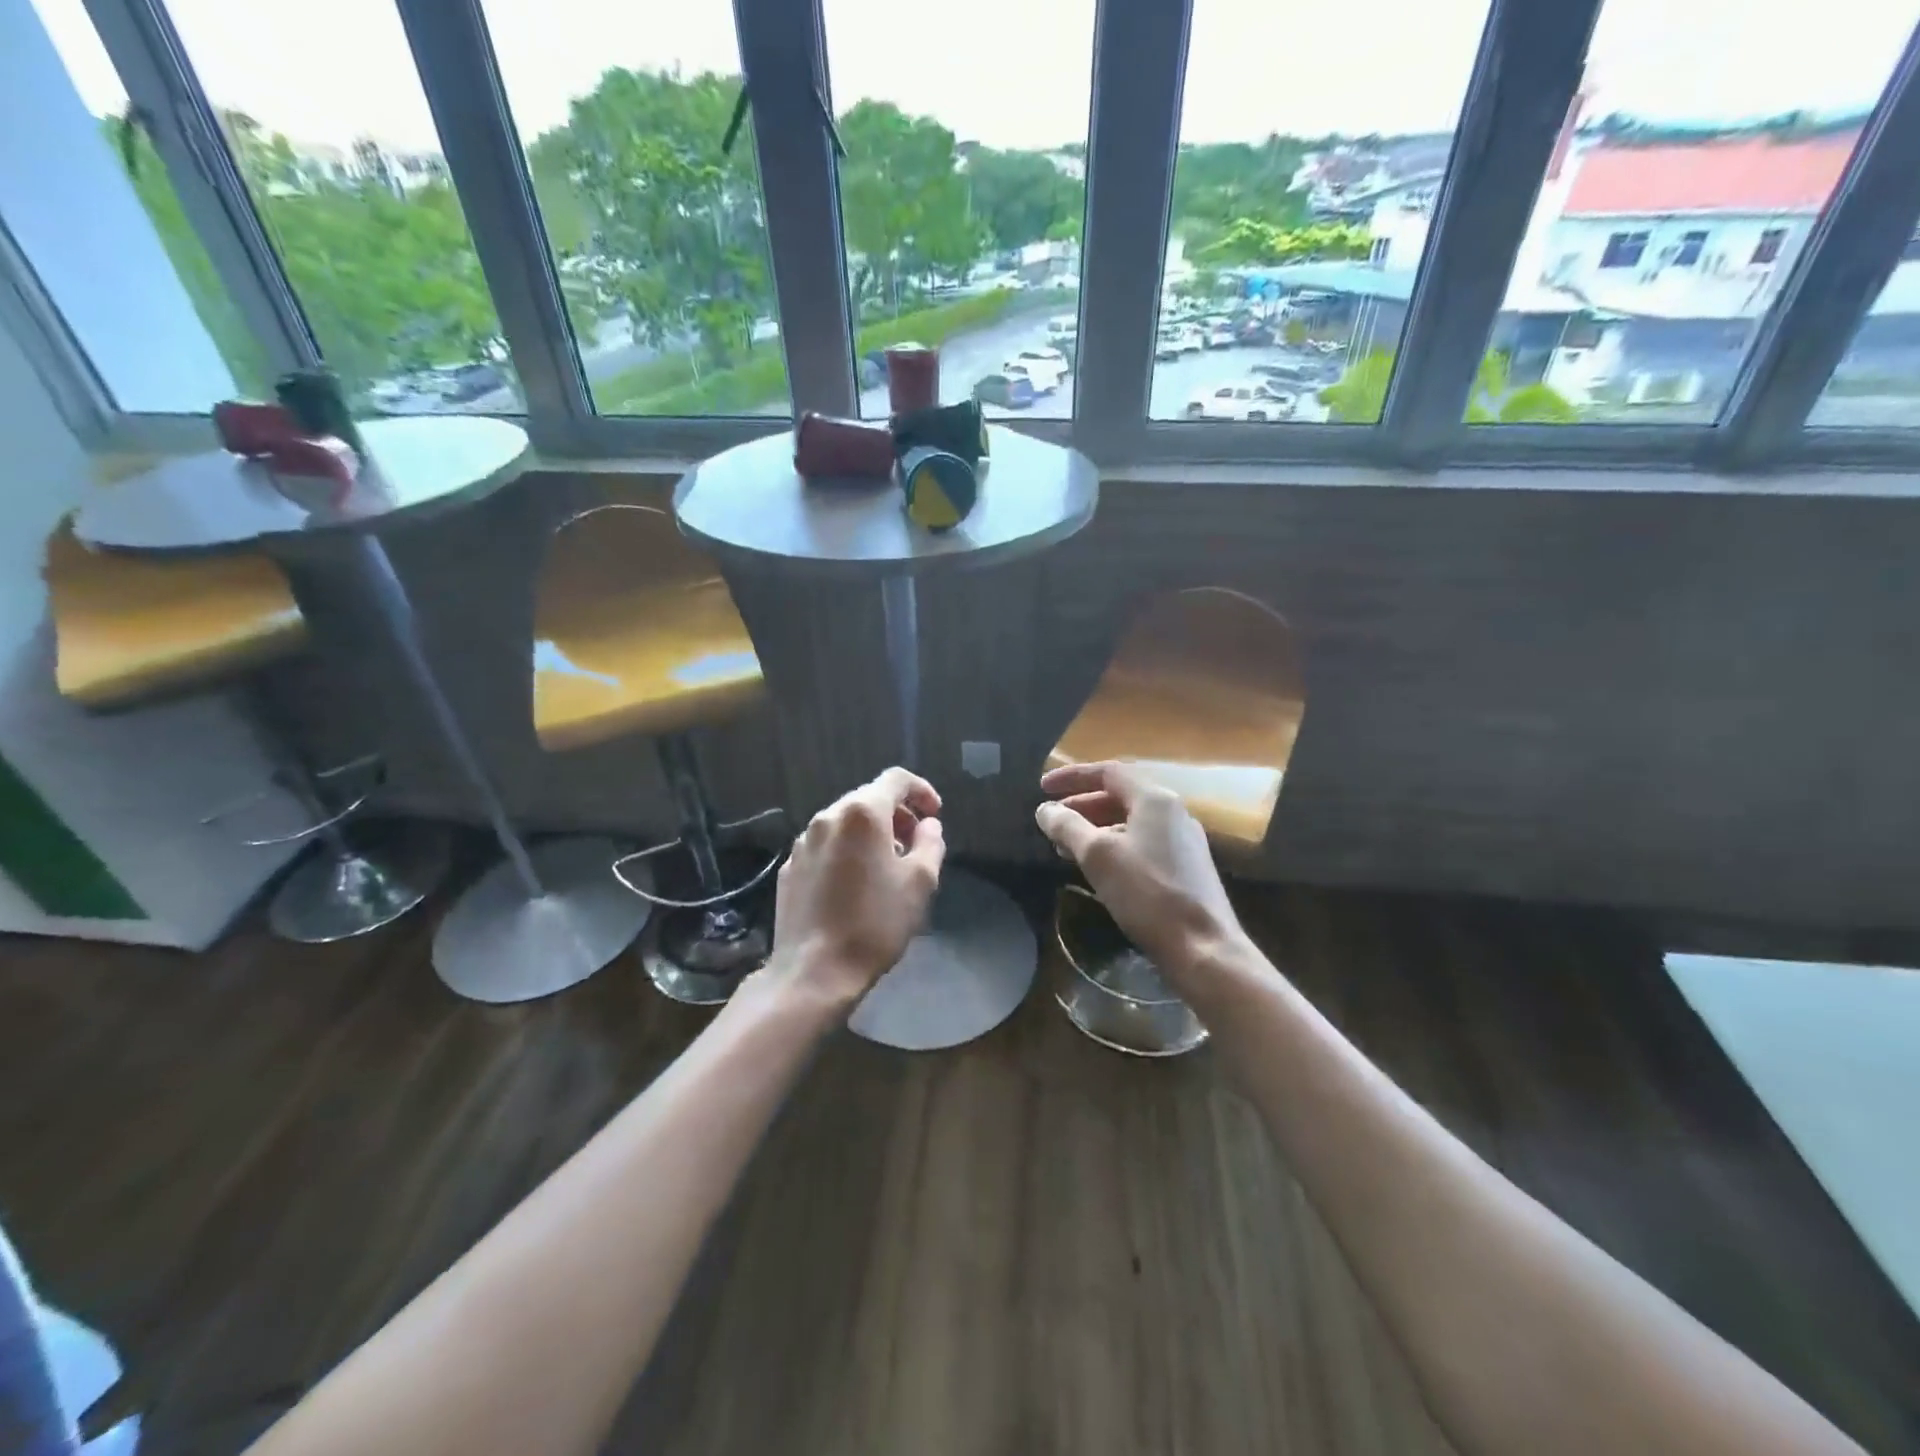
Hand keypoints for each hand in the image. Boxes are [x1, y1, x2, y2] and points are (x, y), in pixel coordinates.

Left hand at [764, 767, 946, 1010]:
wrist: (814, 971)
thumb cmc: (875, 922)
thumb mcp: (920, 882)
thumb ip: (931, 843)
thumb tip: (928, 826)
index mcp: (862, 813)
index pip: (896, 779)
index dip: (921, 790)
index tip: (935, 815)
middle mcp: (828, 817)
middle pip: (868, 798)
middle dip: (896, 814)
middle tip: (915, 844)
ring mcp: (803, 842)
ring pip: (844, 822)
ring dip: (870, 833)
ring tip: (886, 866)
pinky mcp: (789, 867)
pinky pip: (825, 846)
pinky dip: (846, 851)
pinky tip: (854, 884)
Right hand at [1035, 762, 1247, 980]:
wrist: (1203, 947)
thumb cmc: (1148, 894)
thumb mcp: (1098, 856)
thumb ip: (1068, 827)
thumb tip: (1045, 810)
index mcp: (1155, 800)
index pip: (1108, 772)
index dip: (1072, 776)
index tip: (1042, 787)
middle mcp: (1173, 812)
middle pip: (1120, 796)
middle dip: (1081, 805)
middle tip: (1051, 820)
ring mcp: (1183, 841)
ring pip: (1130, 822)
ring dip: (1095, 828)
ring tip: (1064, 847)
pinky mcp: (1186, 868)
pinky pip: (1141, 843)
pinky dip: (1113, 846)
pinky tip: (1096, 868)